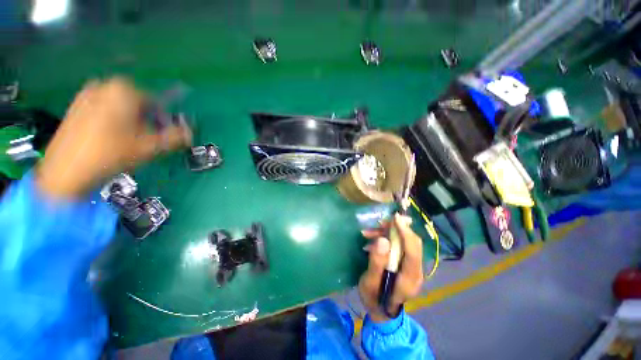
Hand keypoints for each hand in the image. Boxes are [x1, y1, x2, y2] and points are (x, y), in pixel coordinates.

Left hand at [36, 78, 191, 198]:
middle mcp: (105, 85)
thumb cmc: (111, 154)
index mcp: (124, 90)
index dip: (163, 121)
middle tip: (145, 139)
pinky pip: (103, 109)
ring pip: (120, 107)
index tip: (161, 136)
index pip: (156, 103)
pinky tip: (108, 139)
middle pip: (137, 104)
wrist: (66, 171)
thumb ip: (175, 137)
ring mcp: (87, 94)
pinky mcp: (76, 106)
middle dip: (145, 120)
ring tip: (126, 141)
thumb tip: (191, 133)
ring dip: (129, 121)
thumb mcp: (151, 147)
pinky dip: (111, 121)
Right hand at [359, 214, 423, 322]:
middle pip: (411, 243)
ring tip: (368, 232)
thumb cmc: (374, 298)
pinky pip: (398, 245)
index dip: (405, 233)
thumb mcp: (370, 283)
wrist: (380, 308)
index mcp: (410, 278)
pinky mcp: (405, 262)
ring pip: (404, 241)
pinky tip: (371, 239)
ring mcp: (411, 266)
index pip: (413, 251)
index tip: (395, 218)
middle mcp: (415, 270)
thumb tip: (383, 240)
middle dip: (396, 229)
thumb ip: (377, 263)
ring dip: (387, 233)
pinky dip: (385, 238)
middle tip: (379, 223)